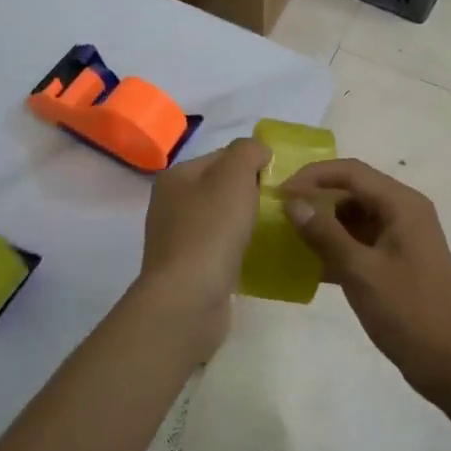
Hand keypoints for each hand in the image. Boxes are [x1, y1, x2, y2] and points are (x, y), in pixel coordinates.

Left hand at [138, 138, 269, 355]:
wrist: (188, 299)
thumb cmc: (211, 230)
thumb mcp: (234, 176)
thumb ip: (248, 151)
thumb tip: (258, 151)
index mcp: (175, 176)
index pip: (221, 156)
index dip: (252, 163)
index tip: (279, 180)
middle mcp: (170, 204)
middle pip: (220, 188)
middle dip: (250, 193)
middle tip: (279, 206)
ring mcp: (177, 239)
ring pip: (221, 220)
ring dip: (245, 223)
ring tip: (272, 231)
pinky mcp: (188, 270)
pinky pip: (220, 250)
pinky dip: (238, 250)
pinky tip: (256, 257)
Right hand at [282, 160, 450, 400]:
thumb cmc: (409, 312)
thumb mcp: (361, 272)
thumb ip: (325, 234)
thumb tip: (292, 203)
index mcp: (402, 204)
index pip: (351, 171)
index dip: (312, 176)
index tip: (279, 193)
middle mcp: (404, 212)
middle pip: (353, 190)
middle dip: (316, 198)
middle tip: (278, 213)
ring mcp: (402, 238)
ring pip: (355, 217)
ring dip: (324, 224)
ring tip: (287, 236)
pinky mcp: (397, 262)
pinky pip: (361, 242)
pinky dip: (336, 247)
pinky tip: (308, 264)